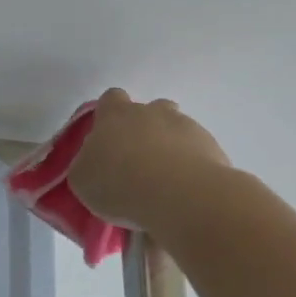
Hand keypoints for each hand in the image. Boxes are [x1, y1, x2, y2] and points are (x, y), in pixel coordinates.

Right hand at [67, 88, 231, 230]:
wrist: (180, 197)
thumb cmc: (119, 184)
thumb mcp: (82, 179)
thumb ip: (86, 163)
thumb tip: (95, 161)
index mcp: (115, 115)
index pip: (110, 99)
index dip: (108, 116)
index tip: (106, 139)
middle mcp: (152, 112)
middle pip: (150, 110)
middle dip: (145, 130)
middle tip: (136, 162)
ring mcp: (187, 127)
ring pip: (177, 131)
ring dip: (170, 149)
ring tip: (163, 183)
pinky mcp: (213, 149)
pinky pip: (197, 154)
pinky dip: (190, 169)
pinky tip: (183, 194)